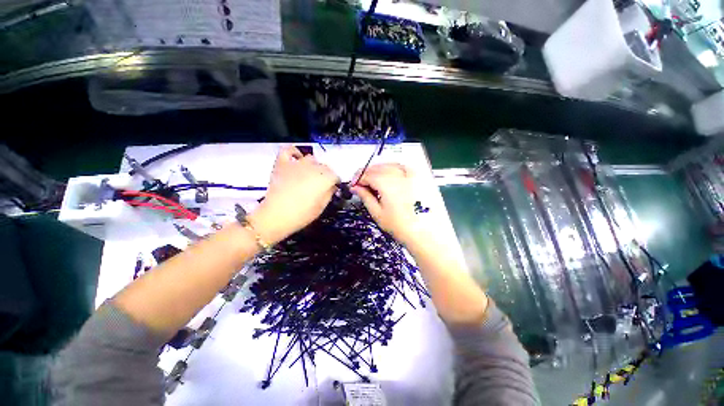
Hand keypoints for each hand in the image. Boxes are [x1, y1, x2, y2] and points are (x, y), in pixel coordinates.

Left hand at [250, 146, 338, 243]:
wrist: (276, 215)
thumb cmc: (302, 214)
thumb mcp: (322, 207)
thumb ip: (329, 193)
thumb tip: (332, 187)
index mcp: (325, 178)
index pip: (335, 176)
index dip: (334, 183)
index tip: (332, 189)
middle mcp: (313, 167)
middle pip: (324, 167)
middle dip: (325, 175)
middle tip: (320, 186)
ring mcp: (297, 164)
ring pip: (311, 159)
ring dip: (313, 166)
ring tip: (309, 176)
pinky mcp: (283, 163)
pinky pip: (289, 150)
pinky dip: (294, 153)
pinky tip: (296, 159)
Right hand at [351, 164, 421, 244]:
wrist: (423, 233)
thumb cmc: (398, 226)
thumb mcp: (377, 213)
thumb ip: (365, 197)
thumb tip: (354, 187)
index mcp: (386, 184)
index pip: (367, 175)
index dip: (358, 179)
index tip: (353, 186)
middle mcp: (398, 175)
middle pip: (377, 168)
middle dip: (366, 173)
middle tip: (361, 184)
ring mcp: (409, 175)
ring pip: (388, 165)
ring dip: (378, 170)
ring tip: (373, 180)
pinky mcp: (417, 178)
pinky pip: (402, 166)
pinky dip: (392, 168)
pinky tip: (389, 175)